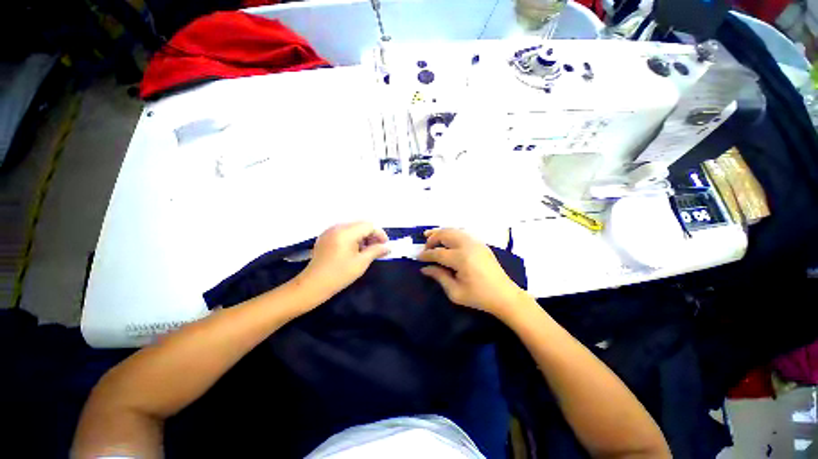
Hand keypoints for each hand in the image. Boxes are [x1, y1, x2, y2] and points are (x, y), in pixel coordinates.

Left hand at [294, 222, 389, 300]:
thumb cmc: (339, 274)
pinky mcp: (326, 237)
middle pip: (361, 225)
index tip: (385, 246)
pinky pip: (344, 232)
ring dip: (363, 237)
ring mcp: (330, 231)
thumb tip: (388, 247)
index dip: (379, 234)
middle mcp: (337, 227)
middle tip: (377, 249)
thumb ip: (376, 251)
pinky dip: (353, 238)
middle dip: (372, 235)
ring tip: (367, 251)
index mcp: (346, 232)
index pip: (369, 225)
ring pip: (353, 228)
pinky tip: (354, 250)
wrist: (313, 285)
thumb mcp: (361, 263)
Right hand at [418, 228, 525, 317]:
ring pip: (453, 230)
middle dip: (432, 239)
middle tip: (425, 247)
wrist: (504, 295)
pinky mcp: (480, 243)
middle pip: (445, 234)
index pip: (438, 253)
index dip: (426, 255)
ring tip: (430, 235)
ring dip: (441, 232)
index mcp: (461, 258)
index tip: (418, 257)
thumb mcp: (455, 292)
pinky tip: (446, 239)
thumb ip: (439, 277)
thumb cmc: (479, 297)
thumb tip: (425, 268)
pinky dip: (451, 233)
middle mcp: (467, 245)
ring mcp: (476, 242)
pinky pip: (462, 232)